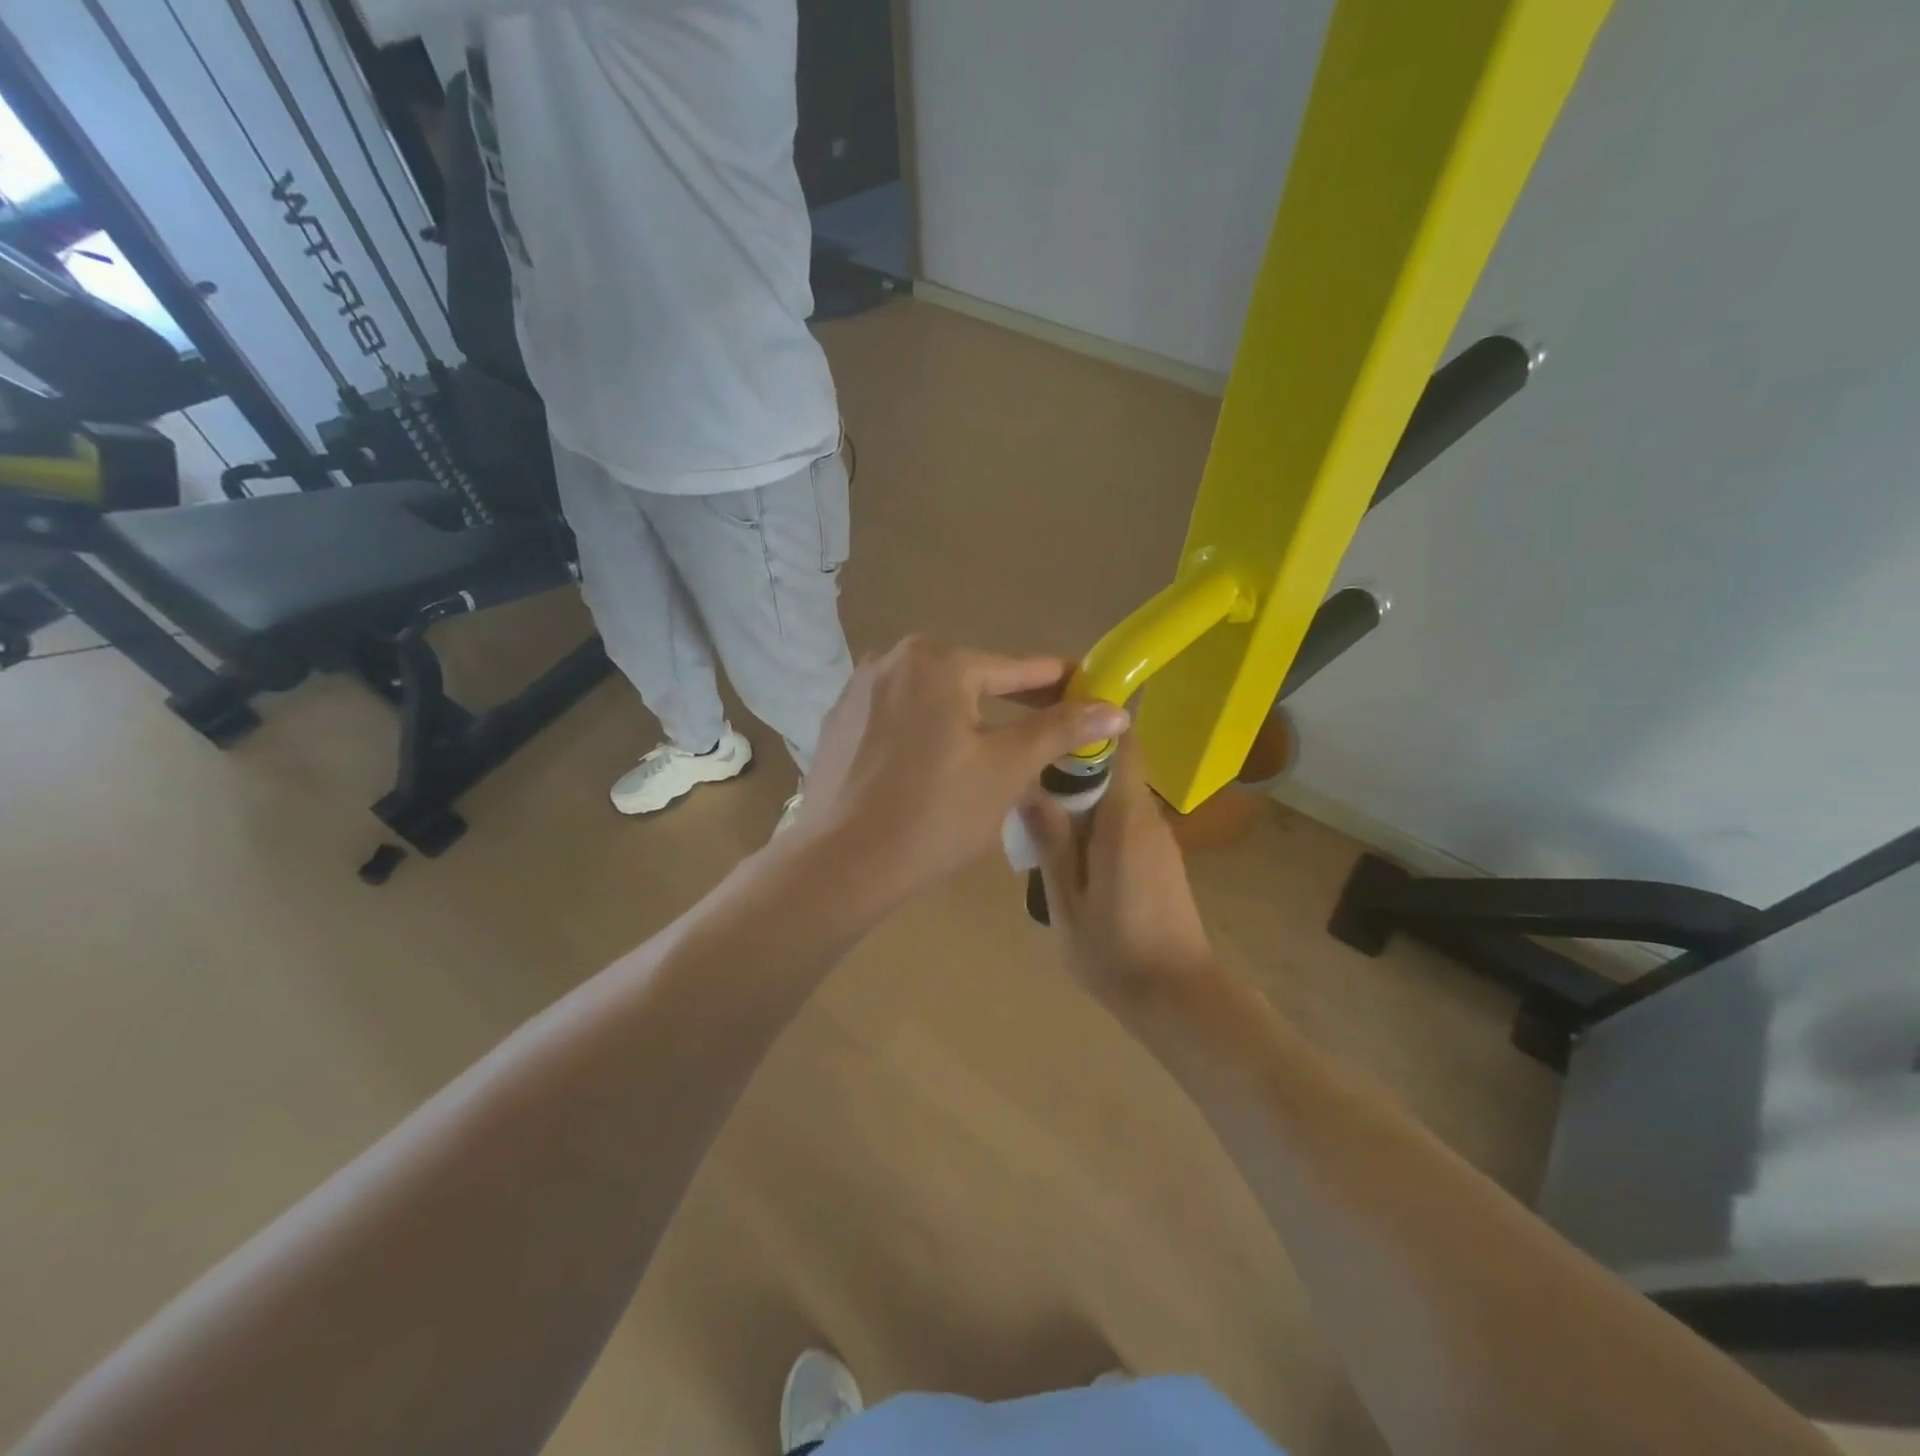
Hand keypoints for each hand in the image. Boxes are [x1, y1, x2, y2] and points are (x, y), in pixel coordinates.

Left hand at [793, 636, 1129, 905]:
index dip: (1057, 683)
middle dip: (1011, 703)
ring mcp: (858, 690)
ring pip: (932, 699)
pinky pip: (899, 717)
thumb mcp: (1006, 769)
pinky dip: (926, 731)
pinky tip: (934, 765)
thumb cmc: (934, 813)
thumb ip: (1059, 730)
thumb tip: (1115, 709)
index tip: (1088, 688)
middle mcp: (893, 661)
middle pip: (970, 679)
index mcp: (937, 661)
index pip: (1015, 669)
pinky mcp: (839, 722)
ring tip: (994, 751)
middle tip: (1048, 728)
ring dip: (967, 718)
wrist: (840, 864)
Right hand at [1020, 740, 1215, 995]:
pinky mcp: (1160, 858)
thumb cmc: (1115, 950)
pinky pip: (1124, 820)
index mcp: (1124, 819)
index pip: (1122, 745)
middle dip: (1074, 763)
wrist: (1177, 996)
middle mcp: (1147, 818)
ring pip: (1117, 794)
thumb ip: (1051, 842)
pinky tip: (1067, 845)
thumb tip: (1030, 788)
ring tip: (1038, 810)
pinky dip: (1096, 819)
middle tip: (1027, 773)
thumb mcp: (1067, 900)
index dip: (1093, 721)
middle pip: (1115, 766)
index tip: (1054, 714)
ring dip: (1082, 794)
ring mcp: (1157, 839)